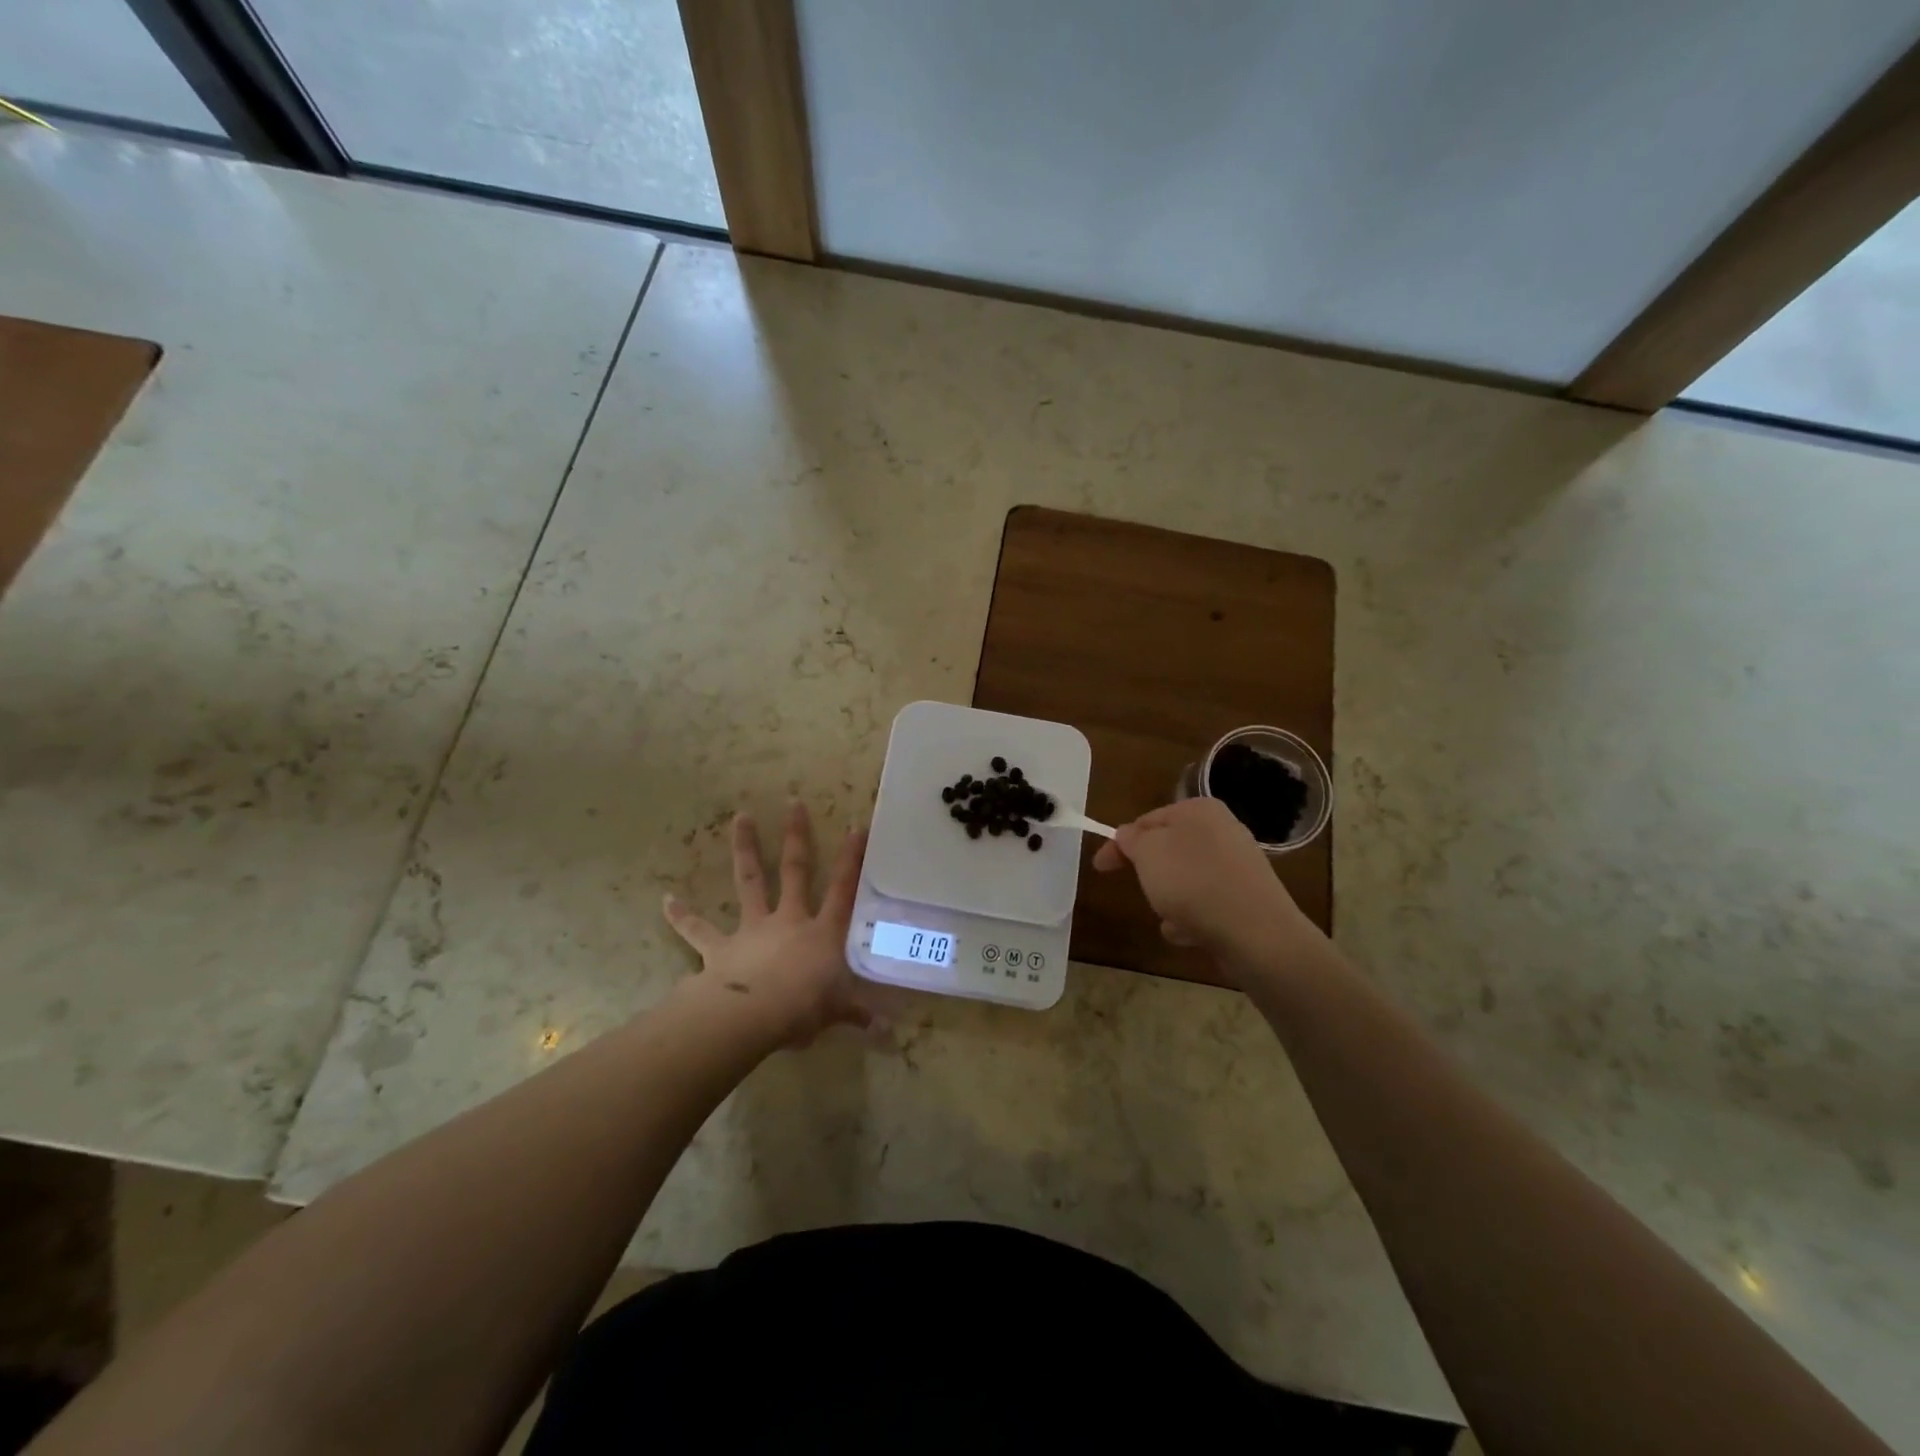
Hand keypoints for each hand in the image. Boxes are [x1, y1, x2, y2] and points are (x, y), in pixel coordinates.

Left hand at [663, 803, 871, 1046]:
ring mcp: (752, 930)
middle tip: (793, 803)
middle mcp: (788, 920)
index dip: (851, 859)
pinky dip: (682, 916)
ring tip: (740, 817)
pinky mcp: (720, 948)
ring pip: (749, 882)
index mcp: (822, 932)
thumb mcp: (837, 1010)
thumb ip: (858, 1014)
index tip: (855, 827)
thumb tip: (887, 1032)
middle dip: (796, 837)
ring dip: (745, 849)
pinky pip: (698, 930)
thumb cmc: (803, 1008)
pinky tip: (666, 900)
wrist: (753, 1016)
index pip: (843, 889)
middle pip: (794, 871)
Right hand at [1092, 797, 1318, 966]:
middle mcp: (1222, 831)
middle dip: (1150, 872)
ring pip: (1187, 878)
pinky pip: (1207, 903)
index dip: (1119, 843)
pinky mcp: (1247, 898)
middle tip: (1137, 888)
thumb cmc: (1193, 882)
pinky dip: (1193, 916)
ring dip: (1170, 898)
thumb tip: (1128, 835)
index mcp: (1199, 810)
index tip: (1100, 867)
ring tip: (1167, 916)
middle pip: (1169, 849)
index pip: (1147, 820)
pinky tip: (1188, 933)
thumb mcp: (1147, 853)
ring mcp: (1238, 865)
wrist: (1256, 932)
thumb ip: (1131, 839)